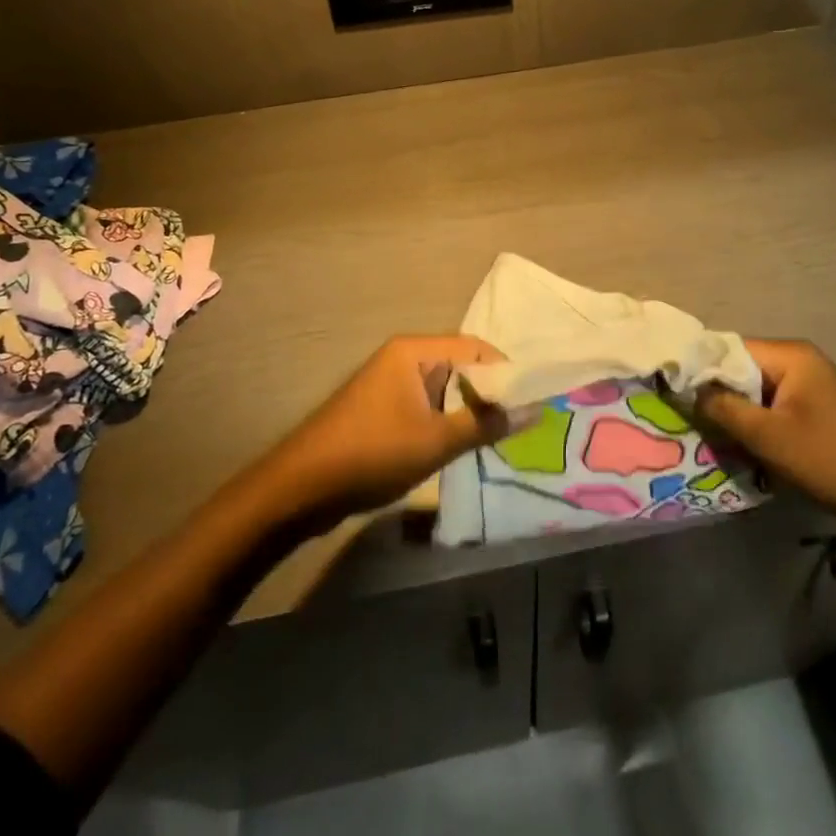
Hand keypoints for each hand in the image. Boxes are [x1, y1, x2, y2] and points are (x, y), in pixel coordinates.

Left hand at [253, 335, 507, 525]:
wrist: (301, 487)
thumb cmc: (372, 452)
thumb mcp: (435, 440)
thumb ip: (484, 424)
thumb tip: (532, 411)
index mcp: (415, 351)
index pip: (476, 347)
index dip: (507, 372)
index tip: (534, 400)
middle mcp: (404, 358)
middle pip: (462, 367)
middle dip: (491, 394)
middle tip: (522, 423)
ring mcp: (391, 384)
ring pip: (445, 390)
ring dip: (469, 412)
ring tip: (501, 438)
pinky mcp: (384, 410)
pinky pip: (427, 407)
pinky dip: (447, 423)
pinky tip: (465, 447)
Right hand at [695, 338, 835, 520]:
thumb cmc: (831, 458)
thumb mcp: (770, 437)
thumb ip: (724, 409)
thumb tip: (688, 389)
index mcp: (789, 355)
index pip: (728, 348)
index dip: (699, 369)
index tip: (674, 393)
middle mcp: (798, 359)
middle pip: (740, 368)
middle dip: (716, 394)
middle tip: (690, 420)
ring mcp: (810, 383)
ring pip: (755, 390)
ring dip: (736, 412)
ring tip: (712, 436)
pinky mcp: (816, 407)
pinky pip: (773, 405)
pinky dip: (756, 422)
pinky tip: (743, 444)